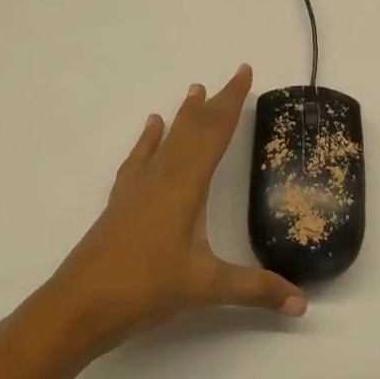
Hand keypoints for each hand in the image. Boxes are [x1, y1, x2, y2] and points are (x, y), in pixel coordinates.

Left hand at [42, 65, 305, 353]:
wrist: (77, 307)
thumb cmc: (144, 288)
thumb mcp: (206, 287)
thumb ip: (255, 289)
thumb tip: (301, 302)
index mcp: (184, 186)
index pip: (214, 134)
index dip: (231, 102)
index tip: (243, 72)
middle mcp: (160, 178)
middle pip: (191, 130)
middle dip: (214, 104)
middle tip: (230, 76)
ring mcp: (136, 190)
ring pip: (165, 141)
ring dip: (182, 117)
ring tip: (192, 92)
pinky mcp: (120, 205)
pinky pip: (139, 161)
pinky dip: (148, 142)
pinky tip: (150, 132)